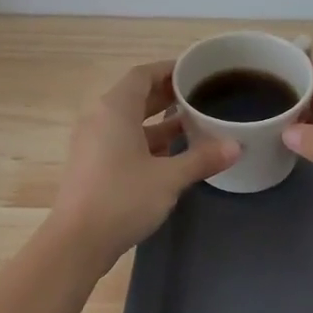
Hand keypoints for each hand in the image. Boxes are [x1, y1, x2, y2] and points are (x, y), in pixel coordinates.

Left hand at [51, 61, 238, 263]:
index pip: (143, 74)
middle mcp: (100, 118)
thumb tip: (236, 146)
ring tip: (194, 123)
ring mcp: (93, 142)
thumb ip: (202, 159)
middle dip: (168, 95)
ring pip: (130, 121)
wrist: (77, 242)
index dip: (169, 70)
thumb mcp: (169, 178)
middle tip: (201, 96)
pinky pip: (123, 140)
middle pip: (136, 96)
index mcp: (115, 109)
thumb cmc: (122, 199)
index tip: (196, 72)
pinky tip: (172, 153)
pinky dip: (147, 140)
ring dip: (159, 121)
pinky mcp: (92, 165)